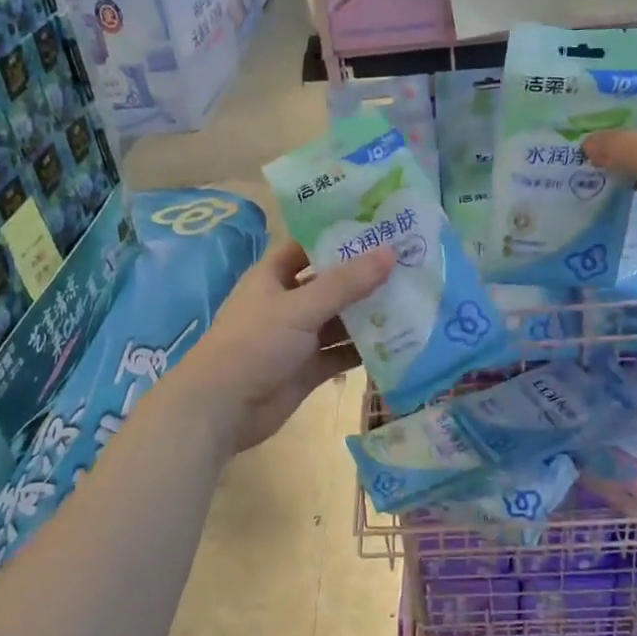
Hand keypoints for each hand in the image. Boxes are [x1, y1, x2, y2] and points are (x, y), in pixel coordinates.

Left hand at [175, 239, 395, 451]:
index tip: (381, 227)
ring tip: (414, 300)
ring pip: (340, 321)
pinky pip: (341, 354)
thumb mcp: (300, 307)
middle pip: (331, 284)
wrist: (222, 408)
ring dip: (369, 315)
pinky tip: (399, 343)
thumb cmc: (255, 344)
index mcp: (274, 276)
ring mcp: (298, 337)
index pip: (309, 246)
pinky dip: (364, 350)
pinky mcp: (308, 368)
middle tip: (410, 263)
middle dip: (365, 277)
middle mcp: (287, 303)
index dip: (340, 236)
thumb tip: (389, 253)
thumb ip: (345, 283)